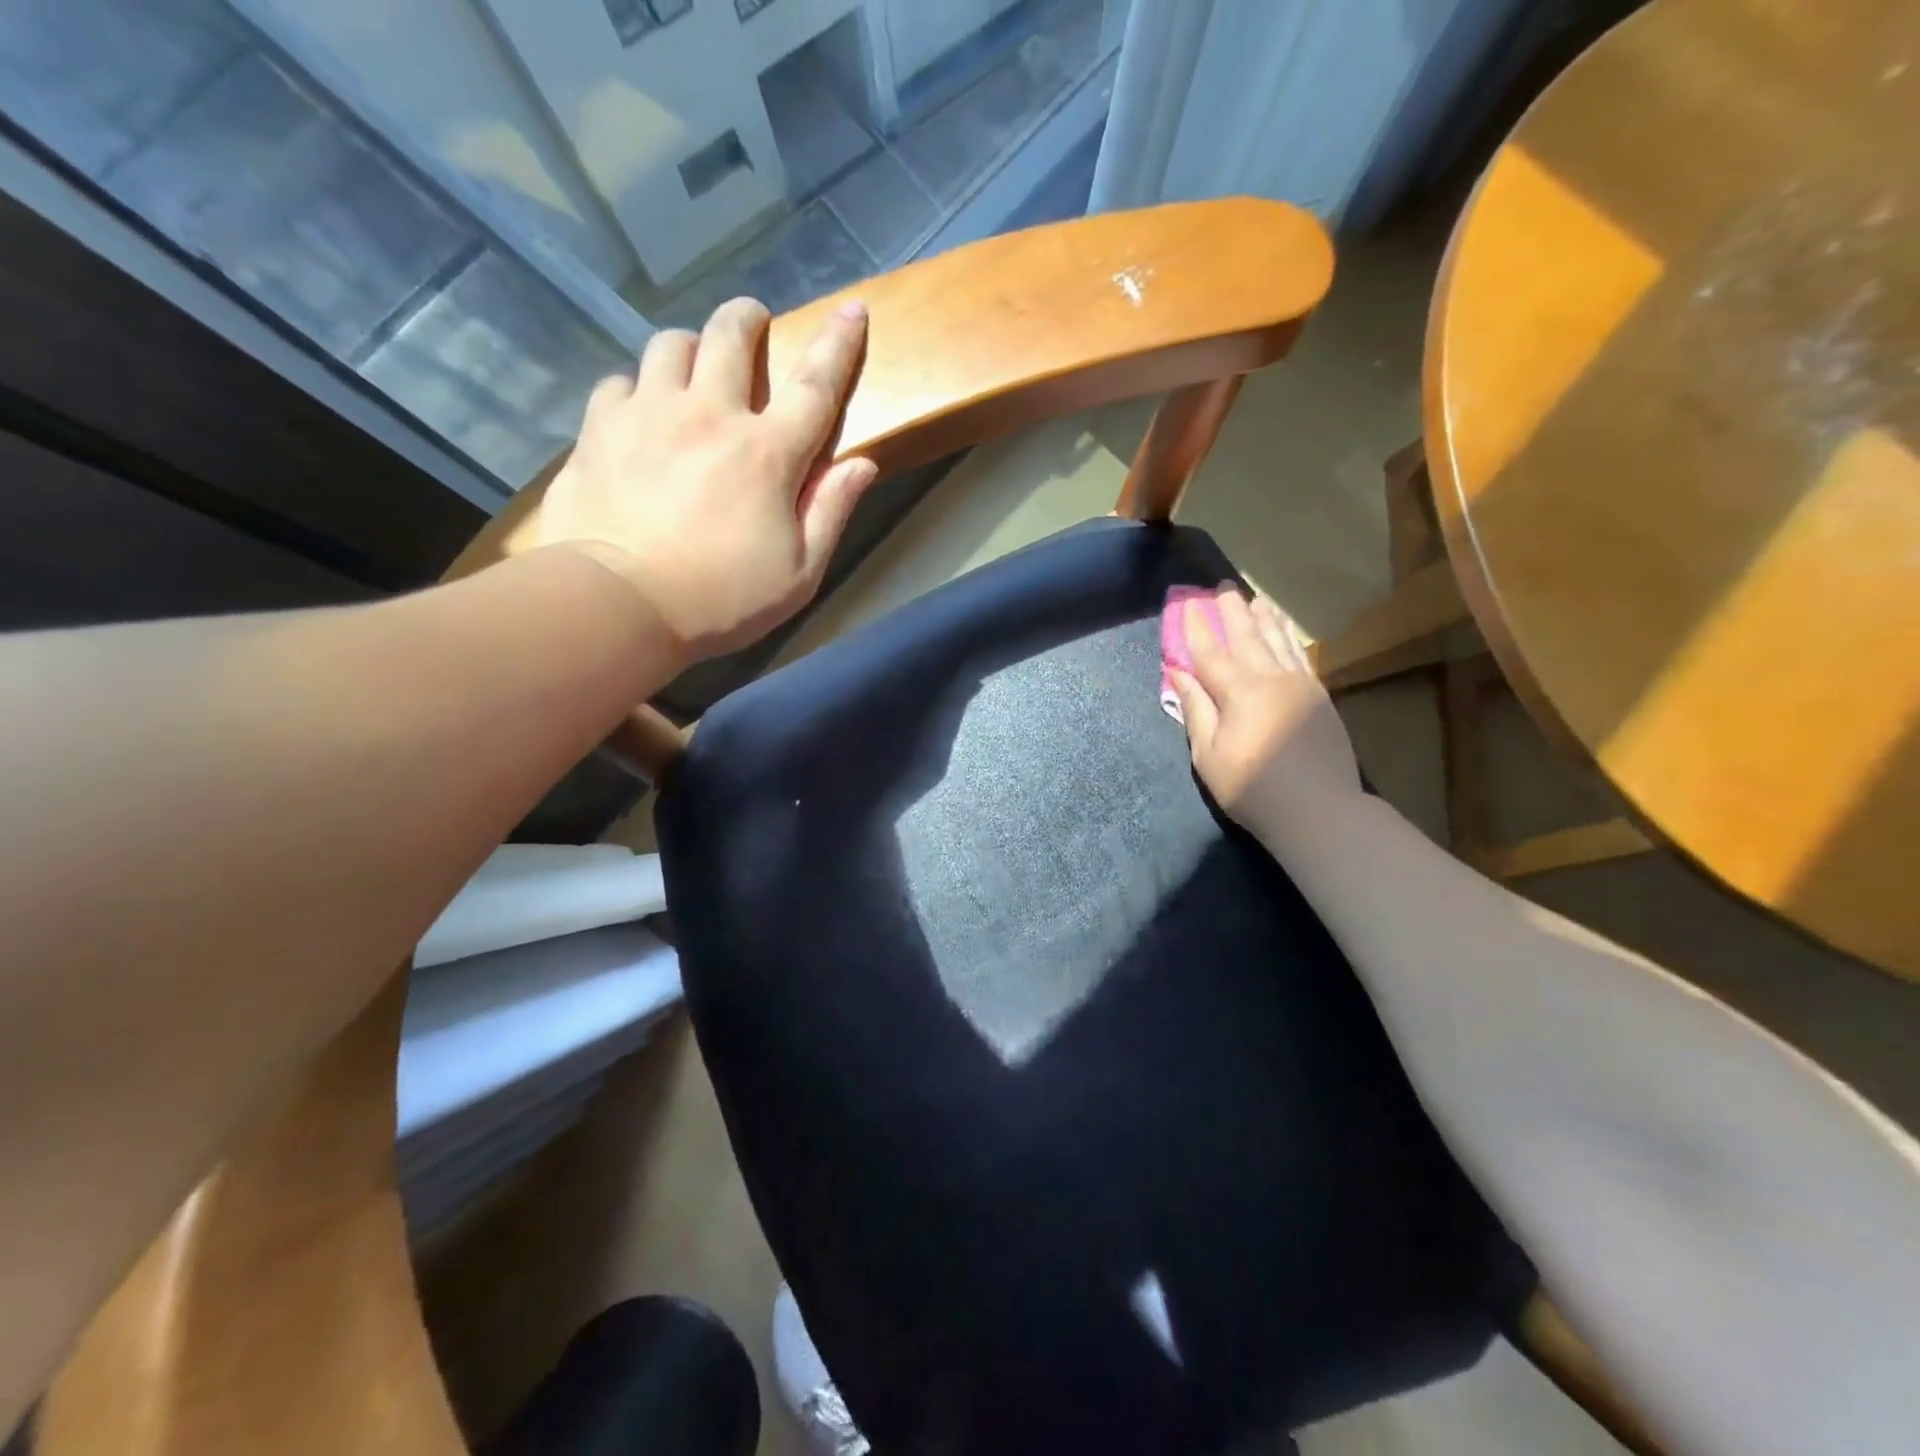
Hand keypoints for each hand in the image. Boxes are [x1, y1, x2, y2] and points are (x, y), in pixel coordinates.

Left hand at [533, 296, 877, 664]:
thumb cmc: (722, 598)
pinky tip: (639, 414)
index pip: (815, 386)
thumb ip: (831, 513)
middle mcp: (709, 415)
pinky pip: (619, 382)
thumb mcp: (798, 573)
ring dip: (690, 349)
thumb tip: (862, 465)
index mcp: (767, 454)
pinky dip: (637, 389)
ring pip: (670, 345)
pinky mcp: (598, 429)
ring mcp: (648, 414)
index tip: (853, 309)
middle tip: (753, 324)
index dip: (839, 346)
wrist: (617, 604)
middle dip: (747, 319)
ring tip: (692, 371)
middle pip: (730, 336)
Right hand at [1169, 584, 1362, 837]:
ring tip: (1254, 598)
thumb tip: (1178, 674)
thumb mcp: (1209, 755)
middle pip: (1246, 636)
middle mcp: (1270, 678)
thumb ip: (1195, 710)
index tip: (1187, 603)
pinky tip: (1284, 631)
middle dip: (1230, 611)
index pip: (1209, 652)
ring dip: (1263, 617)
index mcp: (1238, 692)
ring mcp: (1299, 685)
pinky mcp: (1319, 696)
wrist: (1319, 809)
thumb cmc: (1252, 788)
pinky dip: (1288, 638)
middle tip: (1221, 587)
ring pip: (1277, 640)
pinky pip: (1300, 656)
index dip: (1195, 627)